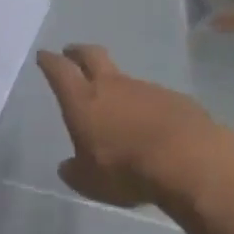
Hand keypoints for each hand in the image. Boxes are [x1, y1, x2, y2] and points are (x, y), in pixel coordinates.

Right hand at [37, 45, 230, 208]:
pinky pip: (154, 98)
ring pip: (125, 79)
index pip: (59, 70)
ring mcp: (146, 89)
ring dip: (117, 87)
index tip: (44, 55)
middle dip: (79, 52)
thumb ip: (75, 170)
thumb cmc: (126, 169)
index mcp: (82, 100)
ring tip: (118, 109)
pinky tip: (152, 128)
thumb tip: (68, 167)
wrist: (189, 161)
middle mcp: (112, 86)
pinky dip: (147, 108)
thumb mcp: (89, 182)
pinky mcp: (175, 99)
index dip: (49, 61)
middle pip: (92, 55)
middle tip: (72, 52)